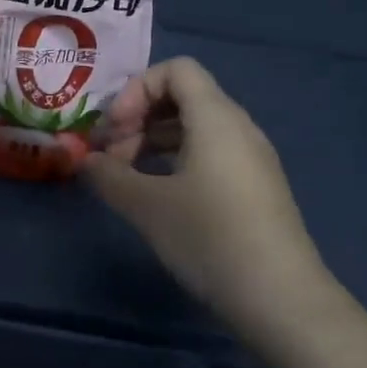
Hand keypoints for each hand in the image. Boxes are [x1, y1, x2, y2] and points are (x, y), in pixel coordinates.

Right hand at [83, 58, 344, 339]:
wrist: (280, 297)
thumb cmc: (209, 237)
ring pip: (194, 128)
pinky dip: (176, 160)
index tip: (114, 130)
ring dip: (153, 141)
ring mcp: (251, 158)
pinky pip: (210, 153)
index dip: (136, 90)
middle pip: (182, 97)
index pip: (175, 70)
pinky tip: (158, 195)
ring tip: (127, 178)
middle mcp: (238, 127)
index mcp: (216, 117)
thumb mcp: (146, 205)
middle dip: (138, 118)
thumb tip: (87, 161)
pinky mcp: (254, 187)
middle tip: (111, 158)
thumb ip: (109, 175)